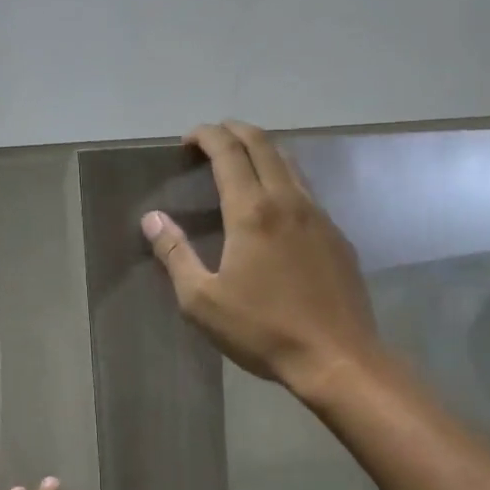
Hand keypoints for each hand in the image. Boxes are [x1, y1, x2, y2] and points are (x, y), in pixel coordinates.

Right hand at [143, 121, 380, 394]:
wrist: (336, 357)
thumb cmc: (262, 330)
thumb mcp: (202, 301)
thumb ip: (175, 255)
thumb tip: (152, 219)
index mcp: (252, 212)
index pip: (228, 153)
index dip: (207, 136)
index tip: (187, 140)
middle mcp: (288, 201)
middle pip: (263, 145)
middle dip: (235, 132)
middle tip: (212, 139)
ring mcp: (319, 216)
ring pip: (290, 163)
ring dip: (263, 150)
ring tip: (241, 162)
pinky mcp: (337, 235)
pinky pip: (306, 190)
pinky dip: (284, 178)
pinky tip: (274, 205)